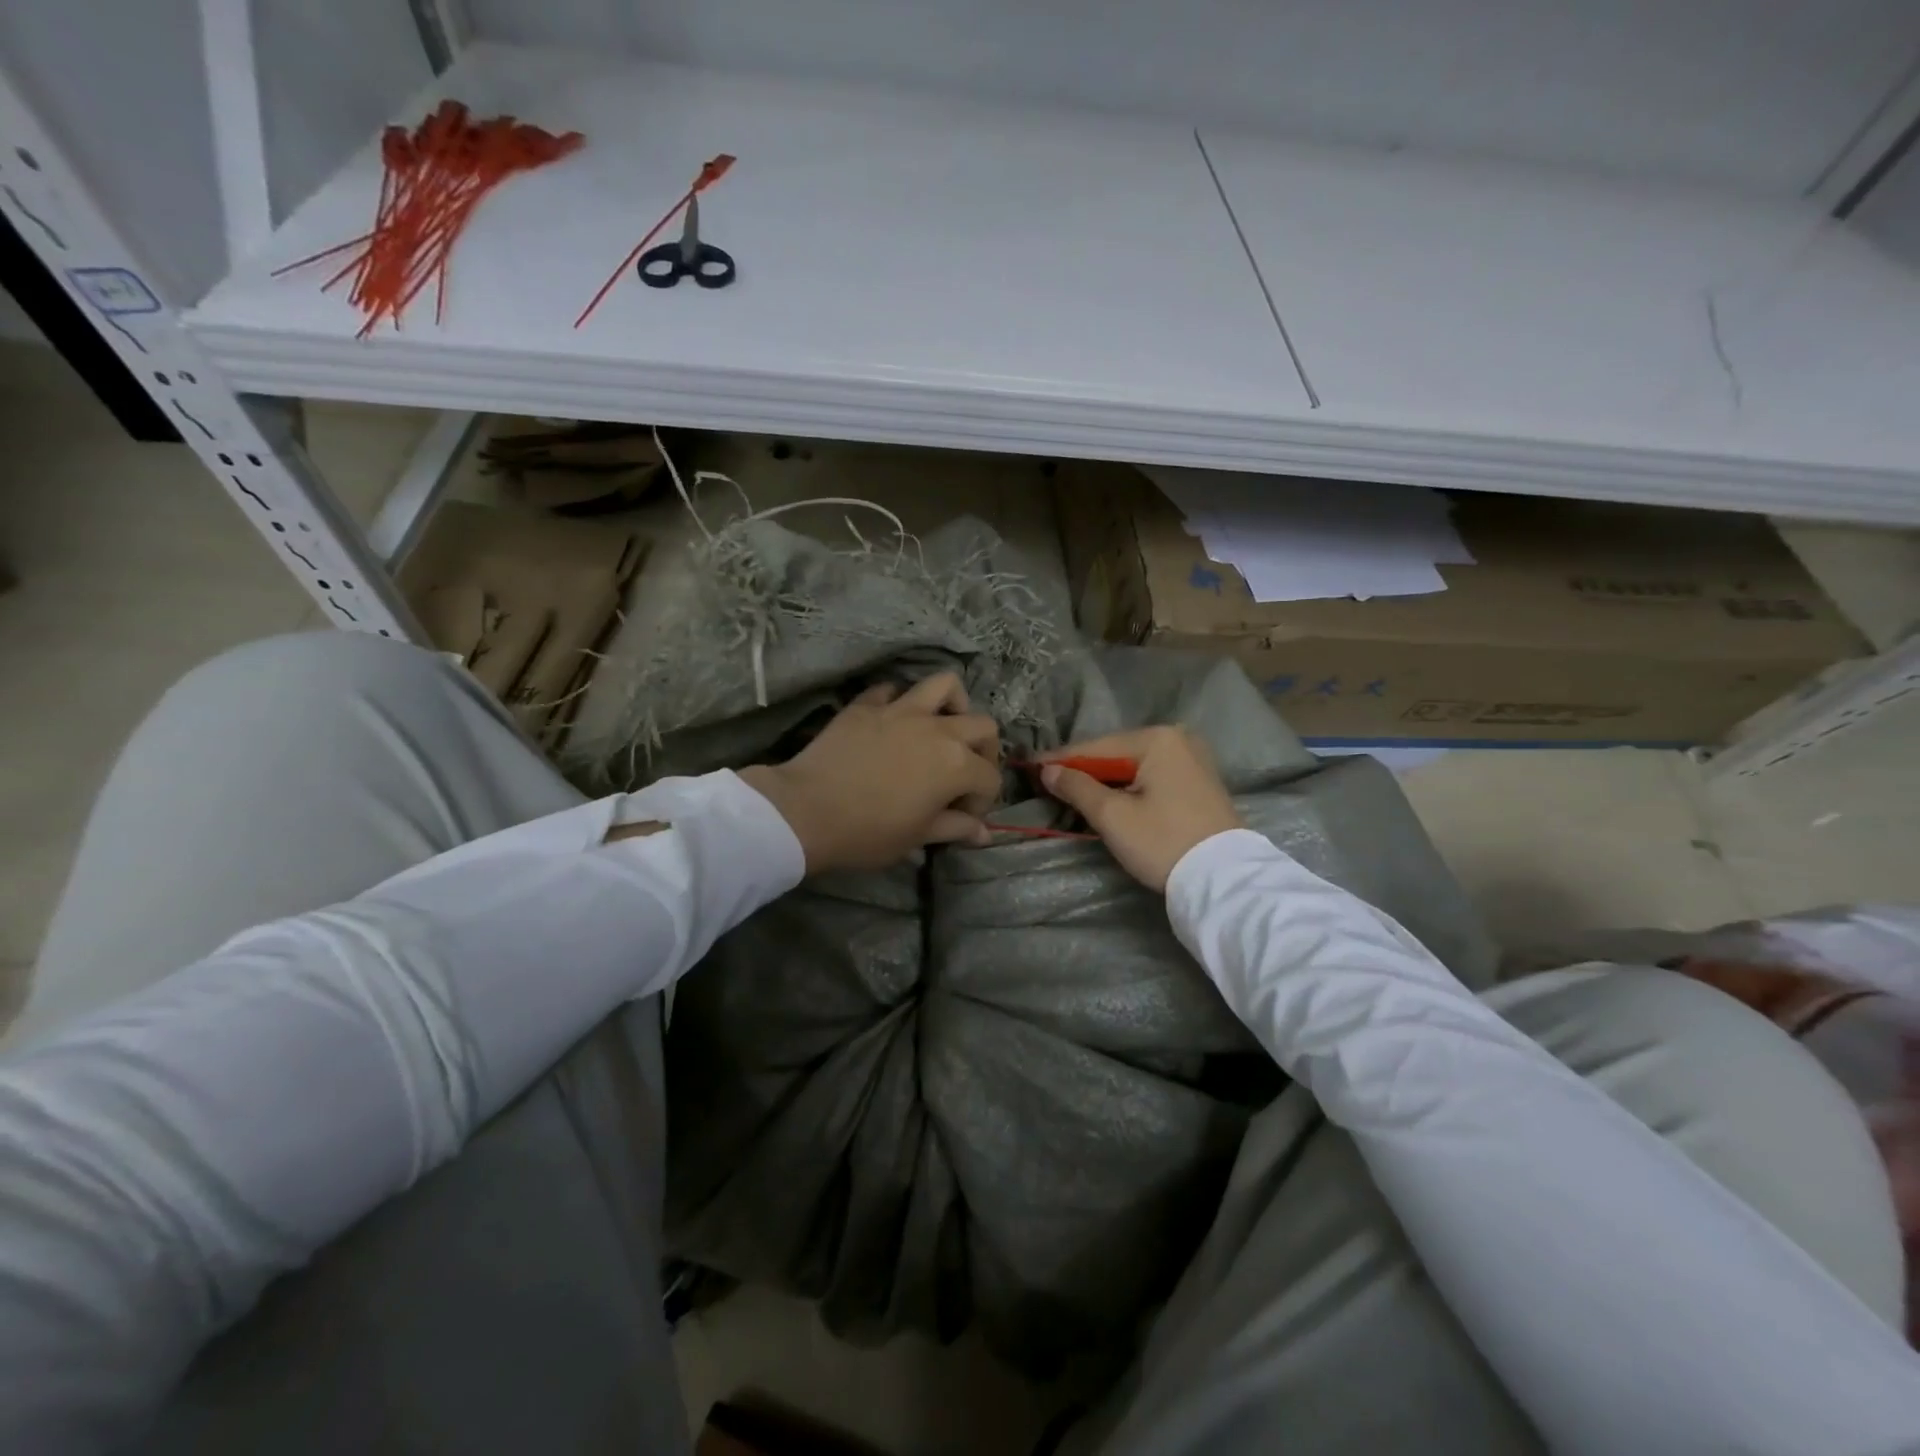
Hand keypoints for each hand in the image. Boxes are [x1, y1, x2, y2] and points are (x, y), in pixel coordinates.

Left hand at [739, 673, 1001, 873]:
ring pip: (944, 685)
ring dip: (953, 705)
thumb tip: (984, 833)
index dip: (983, 801)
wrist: (806, 811)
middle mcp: (938, 729)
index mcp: (956, 765)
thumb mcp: (918, 837)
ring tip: (942, 727)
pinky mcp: (867, 704)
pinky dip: (899, 702)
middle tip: (964, 774)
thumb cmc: (868, 832)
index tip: (963, 818)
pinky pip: (892, 690)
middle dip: (983, 751)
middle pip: (982, 726)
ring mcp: (901, 710)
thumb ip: (956, 828)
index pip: (989, 778)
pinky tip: (892, 722)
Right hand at [1039, 727, 1242, 891]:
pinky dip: (1129, 786)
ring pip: (1134, 766)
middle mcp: (1177, 739)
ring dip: (1105, 780)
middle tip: (1050, 783)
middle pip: (1115, 754)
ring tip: (1073, 792)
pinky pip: (1152, 776)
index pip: (1095, 747)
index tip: (1031, 768)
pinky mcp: (1199, 781)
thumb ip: (1077, 787)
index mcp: (1156, 739)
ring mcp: (1193, 759)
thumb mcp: (1112, 816)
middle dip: (1083, 770)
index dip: (1060, 760)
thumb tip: (1048, 770)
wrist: (1224, 880)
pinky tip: (1110, 799)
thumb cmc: (1163, 842)